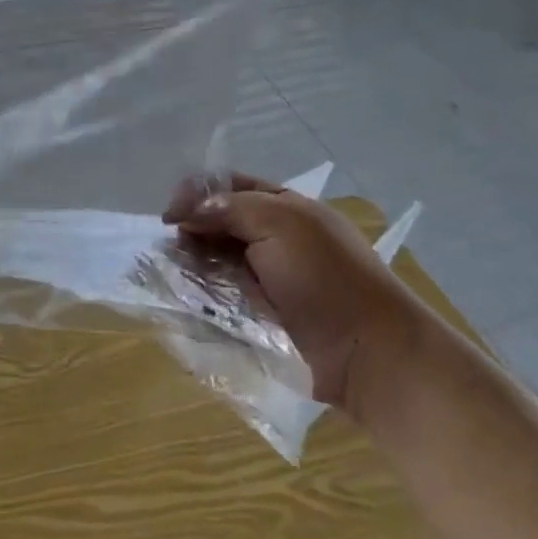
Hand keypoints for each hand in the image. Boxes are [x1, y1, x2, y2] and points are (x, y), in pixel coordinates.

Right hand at [163, 173, 426, 416]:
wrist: (366, 352)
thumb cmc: (326, 277)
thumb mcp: (281, 222)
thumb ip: (230, 207)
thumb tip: (187, 213)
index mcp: (284, 207)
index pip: (229, 186)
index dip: (197, 193)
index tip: (172, 214)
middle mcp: (273, 238)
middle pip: (218, 223)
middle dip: (191, 230)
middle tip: (173, 247)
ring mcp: (265, 278)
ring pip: (214, 260)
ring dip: (192, 263)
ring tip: (173, 274)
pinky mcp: (258, 315)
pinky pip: (219, 297)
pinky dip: (200, 295)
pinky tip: (185, 299)